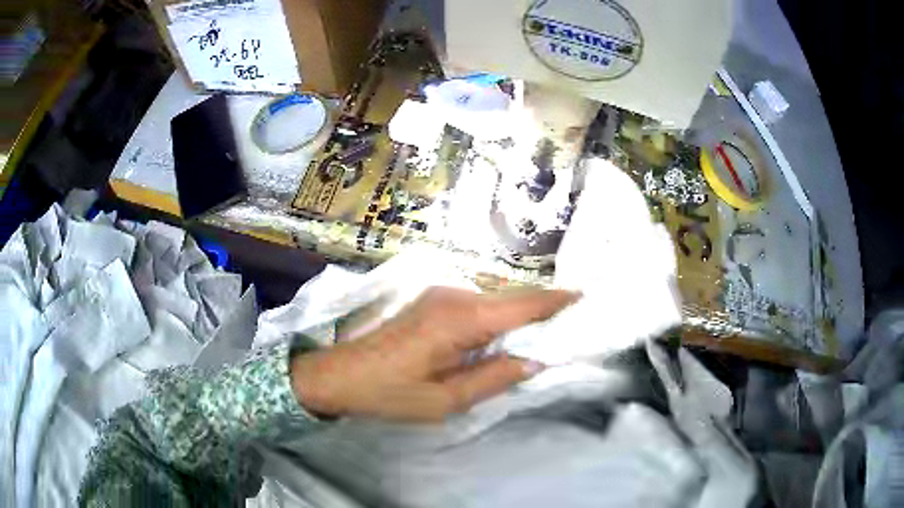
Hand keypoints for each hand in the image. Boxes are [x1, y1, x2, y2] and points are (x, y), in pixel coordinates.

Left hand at [289, 287, 577, 421]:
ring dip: (522, 313)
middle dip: (544, 307)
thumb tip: (534, 360)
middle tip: (573, 320)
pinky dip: (500, 316)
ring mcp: (441, 294)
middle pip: (512, 297)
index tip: (585, 295)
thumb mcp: (445, 400)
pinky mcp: (433, 300)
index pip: (522, 305)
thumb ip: (493, 378)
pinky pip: (478, 304)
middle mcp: (455, 295)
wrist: (338, 373)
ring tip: (548, 330)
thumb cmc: (389, 393)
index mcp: (460, 320)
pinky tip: (508, 334)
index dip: (555, 300)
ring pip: (496, 299)